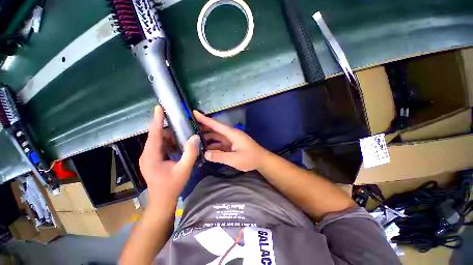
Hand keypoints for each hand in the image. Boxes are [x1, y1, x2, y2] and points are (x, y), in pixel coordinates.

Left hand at [140, 106, 199, 207]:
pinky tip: (179, 145)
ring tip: (183, 134)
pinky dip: (169, 143)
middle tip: (181, 123)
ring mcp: (149, 157)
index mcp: (151, 156)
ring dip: (170, 137)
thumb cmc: (172, 186)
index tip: (159, 107)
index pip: (154, 134)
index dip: (157, 120)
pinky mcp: (152, 160)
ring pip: (159, 141)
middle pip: (157, 136)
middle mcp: (147, 154)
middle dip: (168, 128)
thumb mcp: (184, 169)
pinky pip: (161, 147)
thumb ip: (190, 153)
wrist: (162, 201)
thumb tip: (194, 137)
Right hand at [193, 110, 268, 171]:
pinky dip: (213, 146)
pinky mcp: (231, 145)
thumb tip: (206, 154)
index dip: (205, 119)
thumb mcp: (235, 159)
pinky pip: (219, 144)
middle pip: (214, 130)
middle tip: (190, 131)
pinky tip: (206, 150)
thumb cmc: (250, 158)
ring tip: (195, 142)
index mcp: (232, 134)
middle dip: (203, 130)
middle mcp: (230, 135)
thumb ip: (220, 157)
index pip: (216, 125)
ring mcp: (230, 140)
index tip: (194, 113)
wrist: (261, 161)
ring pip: (216, 137)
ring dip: (207, 139)